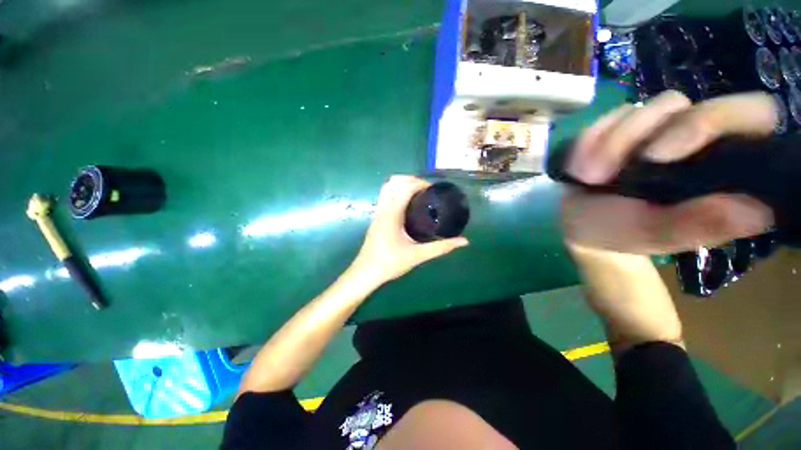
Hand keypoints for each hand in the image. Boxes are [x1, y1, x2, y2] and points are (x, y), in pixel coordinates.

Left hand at [351, 175, 468, 284]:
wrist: (365, 274)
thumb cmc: (390, 263)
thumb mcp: (417, 256)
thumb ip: (441, 247)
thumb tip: (463, 241)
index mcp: (392, 215)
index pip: (405, 189)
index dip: (420, 183)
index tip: (434, 188)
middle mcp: (382, 210)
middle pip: (392, 183)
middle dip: (409, 179)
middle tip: (426, 188)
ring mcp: (377, 214)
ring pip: (386, 189)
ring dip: (400, 185)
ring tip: (417, 192)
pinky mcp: (376, 219)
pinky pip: (384, 198)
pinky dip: (395, 193)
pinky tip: (407, 205)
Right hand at [562, 91, 775, 253]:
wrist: (577, 220)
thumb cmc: (617, 232)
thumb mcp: (653, 234)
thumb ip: (697, 225)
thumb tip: (759, 212)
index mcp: (723, 168)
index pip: (755, 116)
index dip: (715, 120)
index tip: (662, 155)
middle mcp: (699, 139)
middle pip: (690, 104)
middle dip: (637, 135)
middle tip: (603, 172)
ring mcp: (660, 128)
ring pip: (647, 108)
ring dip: (608, 144)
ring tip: (587, 177)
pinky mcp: (626, 125)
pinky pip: (610, 116)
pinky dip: (590, 140)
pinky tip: (579, 166)